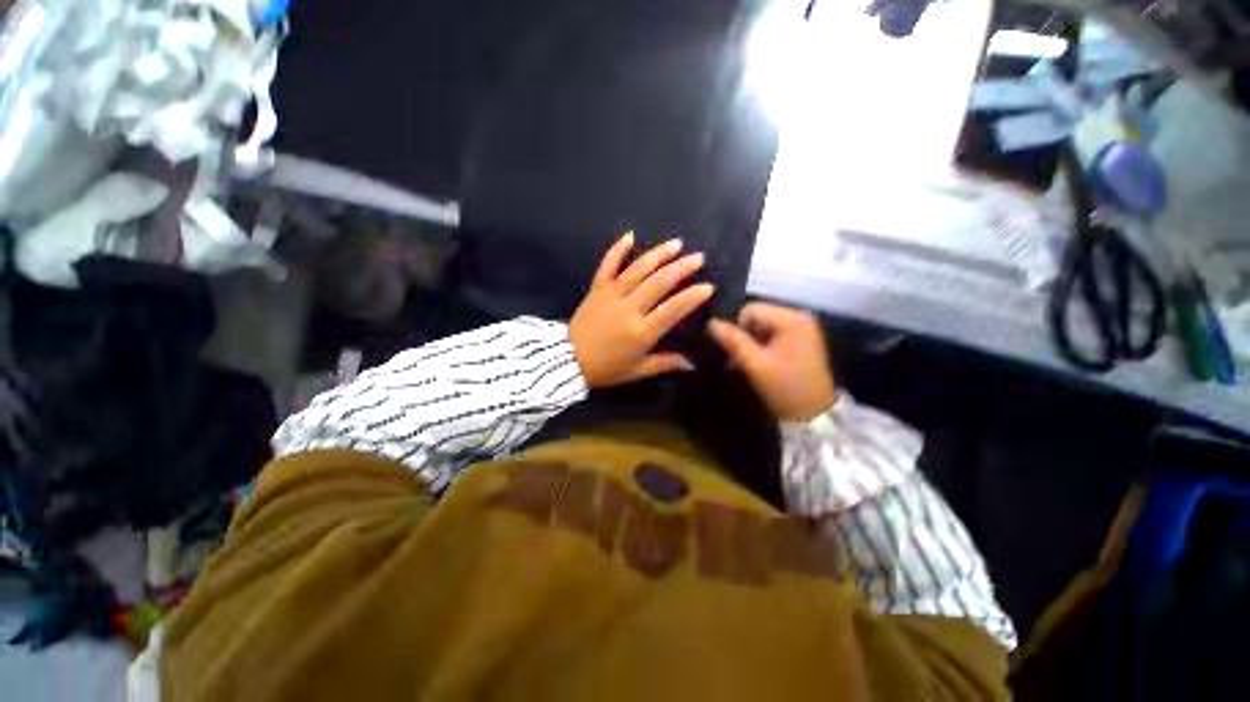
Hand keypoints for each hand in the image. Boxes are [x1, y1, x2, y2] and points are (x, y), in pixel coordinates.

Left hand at [570, 232, 714, 387]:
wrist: (567, 361)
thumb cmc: (605, 369)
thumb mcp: (637, 371)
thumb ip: (665, 363)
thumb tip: (692, 363)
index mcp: (641, 332)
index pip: (672, 310)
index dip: (691, 297)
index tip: (708, 286)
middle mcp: (629, 309)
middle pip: (658, 283)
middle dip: (681, 268)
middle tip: (698, 258)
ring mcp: (611, 295)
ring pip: (638, 270)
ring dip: (658, 254)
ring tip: (676, 244)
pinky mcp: (597, 289)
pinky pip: (607, 265)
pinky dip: (618, 249)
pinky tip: (630, 235)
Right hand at [707, 302, 836, 421]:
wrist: (815, 414)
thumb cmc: (784, 387)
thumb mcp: (755, 364)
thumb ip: (733, 341)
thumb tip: (711, 323)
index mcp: (791, 320)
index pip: (751, 309)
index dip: (737, 328)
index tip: (734, 351)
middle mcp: (800, 317)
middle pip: (759, 316)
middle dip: (744, 335)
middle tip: (737, 359)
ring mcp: (803, 328)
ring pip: (764, 326)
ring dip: (752, 342)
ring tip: (745, 363)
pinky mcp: (803, 340)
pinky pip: (775, 334)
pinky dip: (762, 345)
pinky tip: (757, 362)